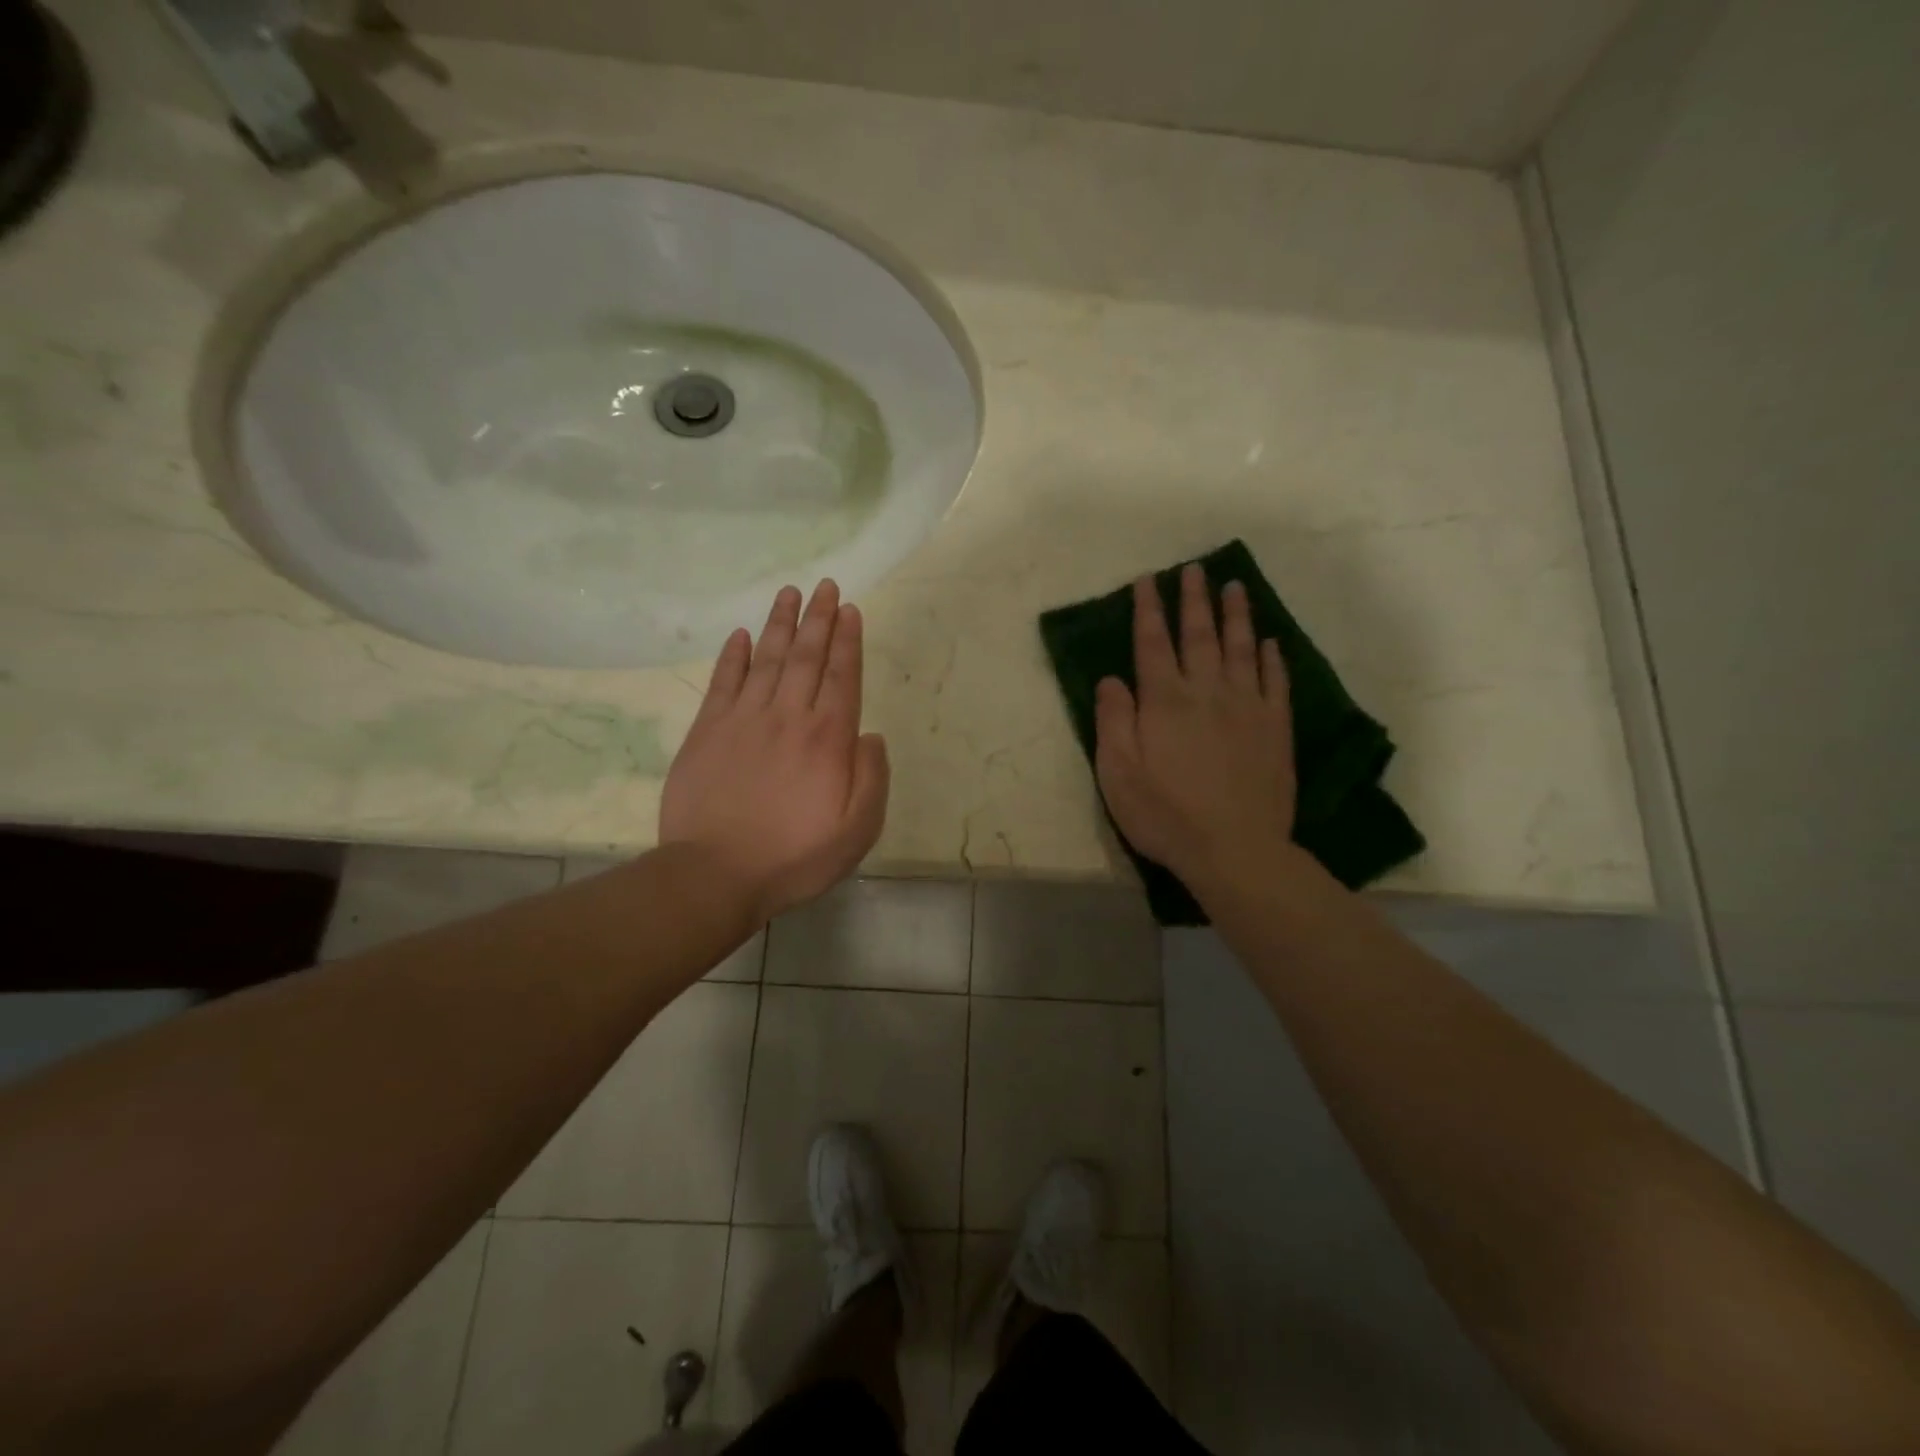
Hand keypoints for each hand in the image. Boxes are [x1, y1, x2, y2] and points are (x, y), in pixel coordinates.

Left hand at [661, 580, 889, 924]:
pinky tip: (742, 635)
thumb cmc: (795, 857)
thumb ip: (871, 778)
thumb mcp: (857, 830)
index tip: (850, 609)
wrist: (716, 873)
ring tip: (790, 593)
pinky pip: (724, 681)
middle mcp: (788, 717)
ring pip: (767, 659)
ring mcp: (744, 719)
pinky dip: (734, 655)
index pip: (842, 676)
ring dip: (781, 623)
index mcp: (828, 739)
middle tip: (826, 586)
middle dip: (819, 618)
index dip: (848, 640)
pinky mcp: (707, 730)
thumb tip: (871, 735)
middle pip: (807, 657)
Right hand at [1094, 564, 1296, 890]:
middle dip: (1194, 600)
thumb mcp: (1118, 773)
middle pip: (1199, 636)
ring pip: (1241, 649)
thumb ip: (1113, 721)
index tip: (1148, 581)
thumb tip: (1111, 678)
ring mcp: (1247, 708)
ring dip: (1236, 616)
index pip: (1153, 644)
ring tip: (1235, 587)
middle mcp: (1207, 692)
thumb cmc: (1165, 815)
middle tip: (1194, 569)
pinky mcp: (1275, 728)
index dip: (1148, 610)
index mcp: (1164, 701)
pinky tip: (1269, 642)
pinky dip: (1270, 658)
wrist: (1235, 849)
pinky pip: (1274, 682)